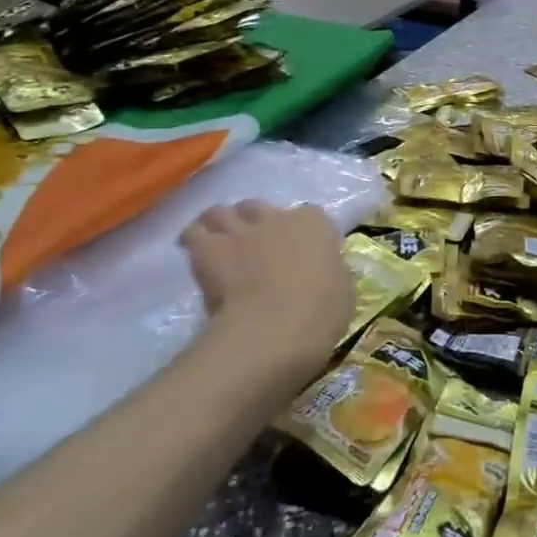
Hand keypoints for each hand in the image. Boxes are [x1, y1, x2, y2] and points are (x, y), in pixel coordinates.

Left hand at [180, 201, 353, 376]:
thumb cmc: (321, 312)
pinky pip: (194, 233)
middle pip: (259, 207)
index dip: (302, 233)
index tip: (300, 252)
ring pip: (221, 212)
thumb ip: (330, 271)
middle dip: (254, 222)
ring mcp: (241, 229)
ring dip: (220, 225)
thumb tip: (322, 271)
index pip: (310, 216)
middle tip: (253, 246)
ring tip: (219, 243)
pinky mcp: (209, 248)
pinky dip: (193, 239)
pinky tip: (194, 252)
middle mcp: (277, 216)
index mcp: (315, 223)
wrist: (276, 329)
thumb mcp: (343, 290)